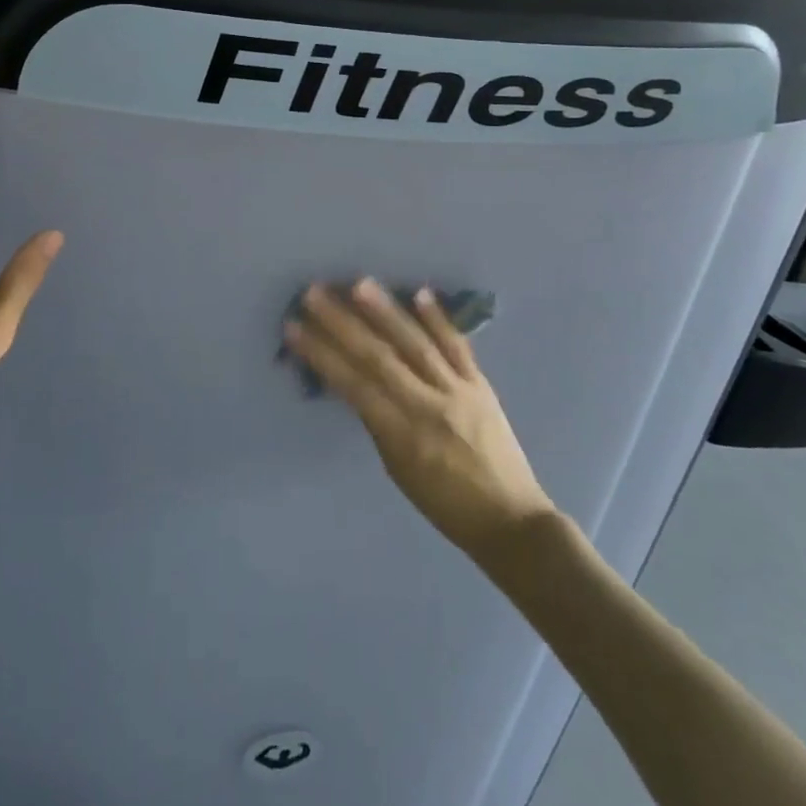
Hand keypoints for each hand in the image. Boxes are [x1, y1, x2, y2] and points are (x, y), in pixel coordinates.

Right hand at [287, 280, 557, 560]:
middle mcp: (428, 407)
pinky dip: (438, 319)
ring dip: (386, 312)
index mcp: (402, 436)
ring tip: (359, 284)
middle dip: (342, 324)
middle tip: (314, 293)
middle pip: (379, 357)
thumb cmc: (445, 505)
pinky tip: (420, 292)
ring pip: (416, 344)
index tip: (294, 327)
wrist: (512, 521)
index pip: (353, 385)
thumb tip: (353, 381)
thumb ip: (378, 422)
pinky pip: (457, 346)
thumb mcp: (398, 470)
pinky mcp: (481, 385)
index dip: (321, 354)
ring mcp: (458, 391)